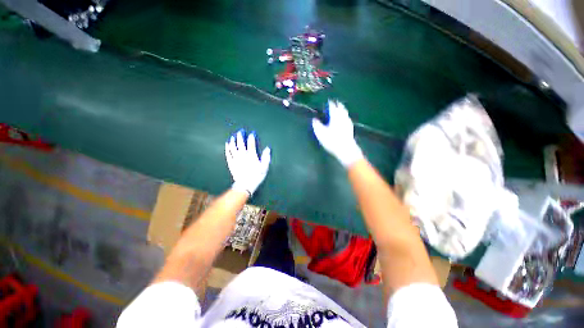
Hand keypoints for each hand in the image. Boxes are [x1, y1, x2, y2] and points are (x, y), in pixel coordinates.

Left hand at [225, 130, 270, 195]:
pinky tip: (227, 144)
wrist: (245, 185)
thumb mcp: (264, 167)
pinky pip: (228, 154)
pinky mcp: (231, 163)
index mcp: (252, 155)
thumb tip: (267, 148)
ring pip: (233, 147)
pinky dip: (227, 148)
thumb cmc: (256, 176)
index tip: (251, 133)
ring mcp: (236, 159)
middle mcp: (243, 155)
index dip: (251, 138)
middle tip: (240, 131)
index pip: (251, 144)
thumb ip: (266, 157)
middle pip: (241, 144)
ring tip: (233, 136)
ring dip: (233, 141)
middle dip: (240, 137)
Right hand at [312, 100, 362, 167]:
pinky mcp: (350, 129)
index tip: (329, 101)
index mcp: (335, 117)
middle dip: (338, 105)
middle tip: (336, 102)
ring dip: (342, 109)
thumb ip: (317, 125)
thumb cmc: (332, 141)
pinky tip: (345, 119)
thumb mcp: (321, 134)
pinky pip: (347, 119)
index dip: (330, 104)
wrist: (346, 149)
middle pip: (341, 109)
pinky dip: (345, 116)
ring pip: (345, 113)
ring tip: (340, 108)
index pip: (332, 107)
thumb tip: (314, 119)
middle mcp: (342, 118)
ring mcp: (347, 123)